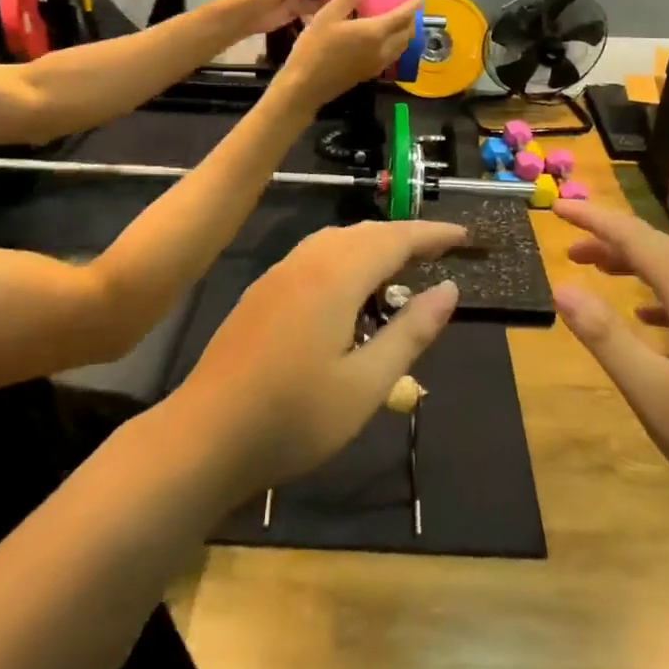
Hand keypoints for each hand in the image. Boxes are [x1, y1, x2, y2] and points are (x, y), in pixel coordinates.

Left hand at [176, 220, 467, 493]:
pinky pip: (315, 255)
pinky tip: (350, 292)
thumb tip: (449, 290)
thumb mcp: (366, 384)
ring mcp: (278, 275)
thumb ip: (410, 332)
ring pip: (336, 240)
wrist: (204, 435)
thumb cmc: (293, 417)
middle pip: (365, 232)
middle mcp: (306, 262)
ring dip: (373, 245)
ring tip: (401, 269)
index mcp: (335, 277)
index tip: (464, 238)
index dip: (431, 235)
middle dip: (405, 236)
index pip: (395, 239)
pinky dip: (346, 258)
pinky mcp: (262, 292)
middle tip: (439, 253)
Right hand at [278, 0, 419, 108]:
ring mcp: (378, 64)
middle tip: (407, 5)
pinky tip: (385, 39)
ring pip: (402, 46)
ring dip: (406, 32)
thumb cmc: (314, 48)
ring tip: (399, 20)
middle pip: (407, 32)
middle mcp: (383, 49)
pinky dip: (397, 44)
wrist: (305, 87)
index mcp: (374, 32)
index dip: (414, 3)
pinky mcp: (370, 73)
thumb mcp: (327, 15)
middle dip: (412, 17)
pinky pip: (393, 56)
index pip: (403, 15)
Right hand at [551, 200, 668, 544]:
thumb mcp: (654, 395)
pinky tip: (645, 316)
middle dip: (610, 237)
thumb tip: (561, 287)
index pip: (637, 238)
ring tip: (594, 269)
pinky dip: (658, 292)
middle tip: (567, 244)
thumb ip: (606, 337)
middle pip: (659, 247)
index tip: (557, 208)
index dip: (594, 219)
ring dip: (633, 263)